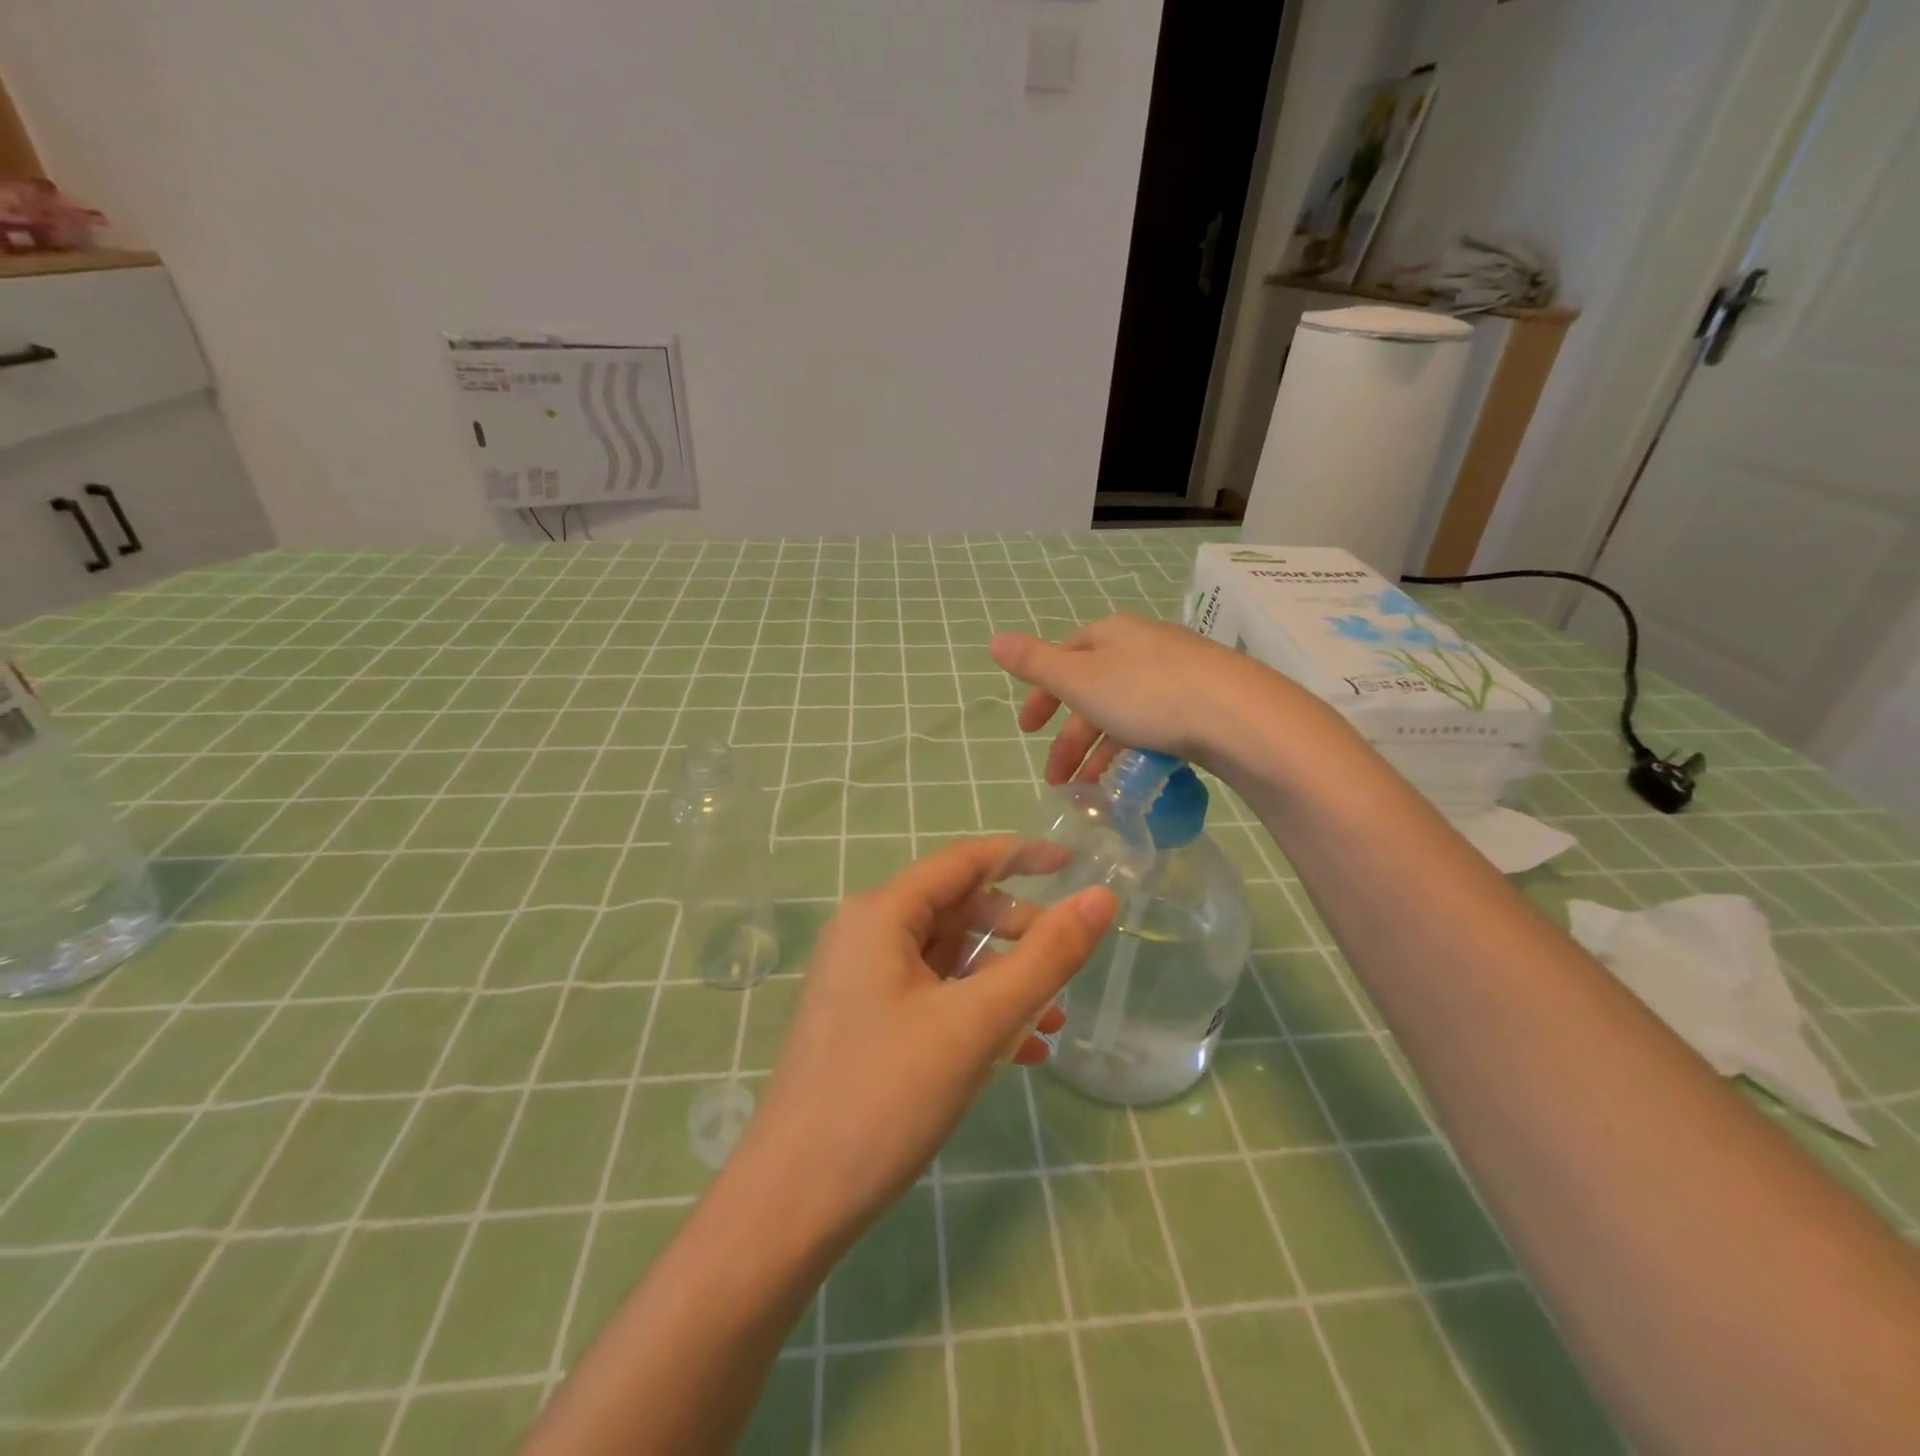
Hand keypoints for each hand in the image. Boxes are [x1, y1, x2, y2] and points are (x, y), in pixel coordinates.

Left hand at [731, 838, 1116, 1243]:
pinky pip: (932, 995)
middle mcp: (865, 934)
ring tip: (1052, 1020)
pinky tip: (1018, 1052)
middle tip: (1066, 964)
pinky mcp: (864, 1022)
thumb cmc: (885, 1098)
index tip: (1073, 864)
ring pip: (948, 957)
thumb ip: (1045, 957)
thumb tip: (1100, 898)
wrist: (791, 1205)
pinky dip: (976, 1010)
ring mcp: (861, 980)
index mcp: (881, 914)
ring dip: (1002, 979)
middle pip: (956, 908)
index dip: (1021, 855)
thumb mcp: (977, 1023)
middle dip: (1017, 932)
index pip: (962, 861)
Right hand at [990, 613, 1292, 784]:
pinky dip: (1135, 751)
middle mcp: (1144, 646)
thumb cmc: (1147, 694)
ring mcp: (1179, 673)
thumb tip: (994, 640)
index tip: (1027, 731)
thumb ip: (1035, 663)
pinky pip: (1156, 725)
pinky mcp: (1205, 703)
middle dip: (1069, 737)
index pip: (1065, 658)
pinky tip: (1133, 779)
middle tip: (1055, 780)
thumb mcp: (1080, 679)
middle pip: (1093, 690)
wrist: (1239, 717)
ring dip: (1099, 752)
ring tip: (1090, 792)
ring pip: (1124, 713)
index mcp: (1111, 634)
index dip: (1042, 694)